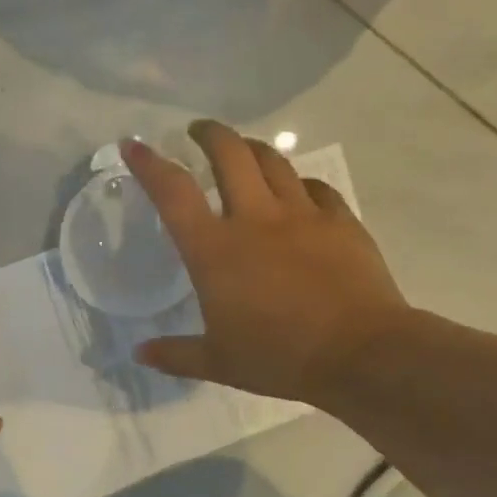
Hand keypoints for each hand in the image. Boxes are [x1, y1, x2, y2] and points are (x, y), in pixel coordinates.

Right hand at [124, 121, 411, 407]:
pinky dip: (299, 183)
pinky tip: (299, 191)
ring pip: (273, 161)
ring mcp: (302, 215)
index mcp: (215, 250)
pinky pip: (316, 188)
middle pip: (229, 154)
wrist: (361, 354)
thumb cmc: (280, 358)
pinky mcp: (341, 221)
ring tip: (243, 151)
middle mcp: (255, 219)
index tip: (135, 144)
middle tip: (198, 133)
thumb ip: (175, 354)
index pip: (173, 193)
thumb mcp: (219, 363)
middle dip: (209, 134)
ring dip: (252, 148)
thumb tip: (139, 353)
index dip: (149, 164)